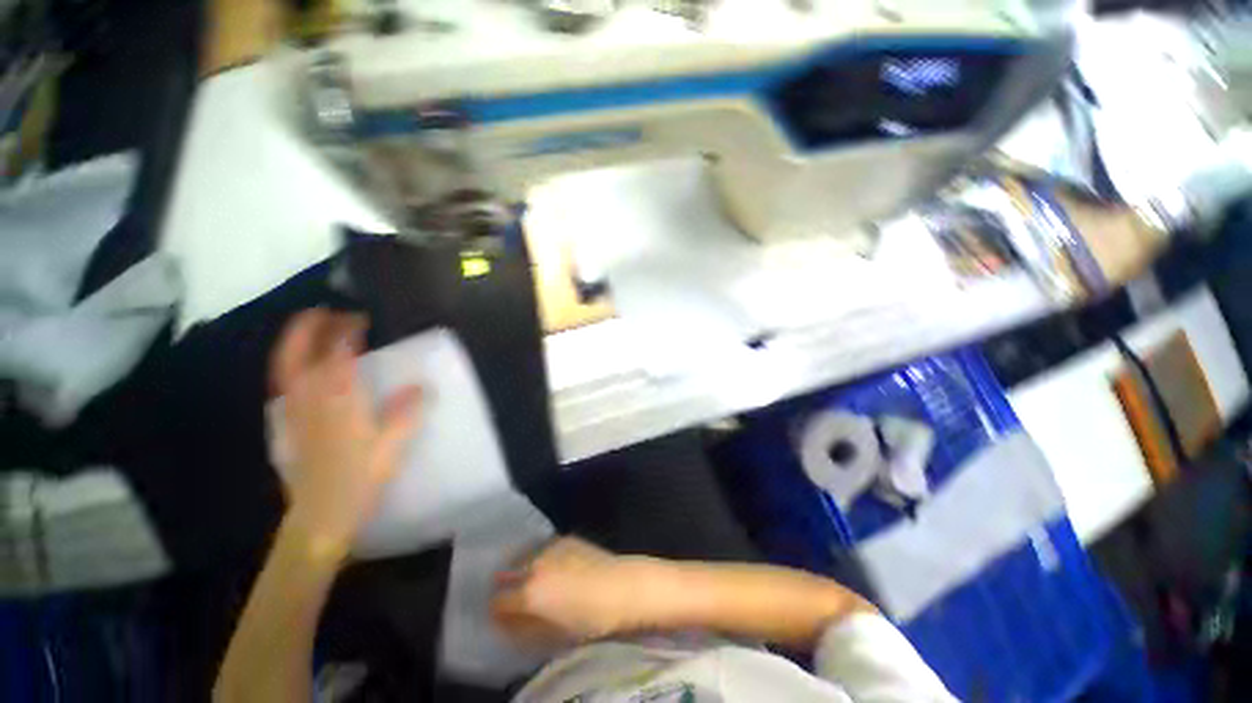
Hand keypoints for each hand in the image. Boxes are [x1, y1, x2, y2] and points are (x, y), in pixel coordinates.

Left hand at [270, 309, 421, 554]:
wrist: (319, 515)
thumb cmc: (358, 479)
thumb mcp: (391, 447)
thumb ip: (406, 413)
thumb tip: (421, 386)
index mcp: (339, 399)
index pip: (339, 352)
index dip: (349, 330)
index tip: (363, 318)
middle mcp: (310, 398)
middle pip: (300, 352)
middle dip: (309, 327)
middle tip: (326, 311)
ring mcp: (293, 410)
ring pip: (285, 366)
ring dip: (295, 342)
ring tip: (311, 329)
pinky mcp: (288, 424)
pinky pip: (284, 384)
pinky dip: (291, 366)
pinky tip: (304, 368)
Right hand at [490, 537, 662, 643]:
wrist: (623, 587)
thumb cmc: (591, 619)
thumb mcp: (554, 633)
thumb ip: (524, 628)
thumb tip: (507, 623)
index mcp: (529, 592)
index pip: (497, 601)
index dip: (497, 612)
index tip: (503, 617)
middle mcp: (535, 565)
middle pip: (508, 575)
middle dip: (508, 587)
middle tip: (517, 598)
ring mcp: (550, 547)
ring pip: (524, 557)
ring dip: (523, 568)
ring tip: (533, 579)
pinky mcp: (565, 538)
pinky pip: (544, 547)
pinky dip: (541, 557)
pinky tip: (553, 566)